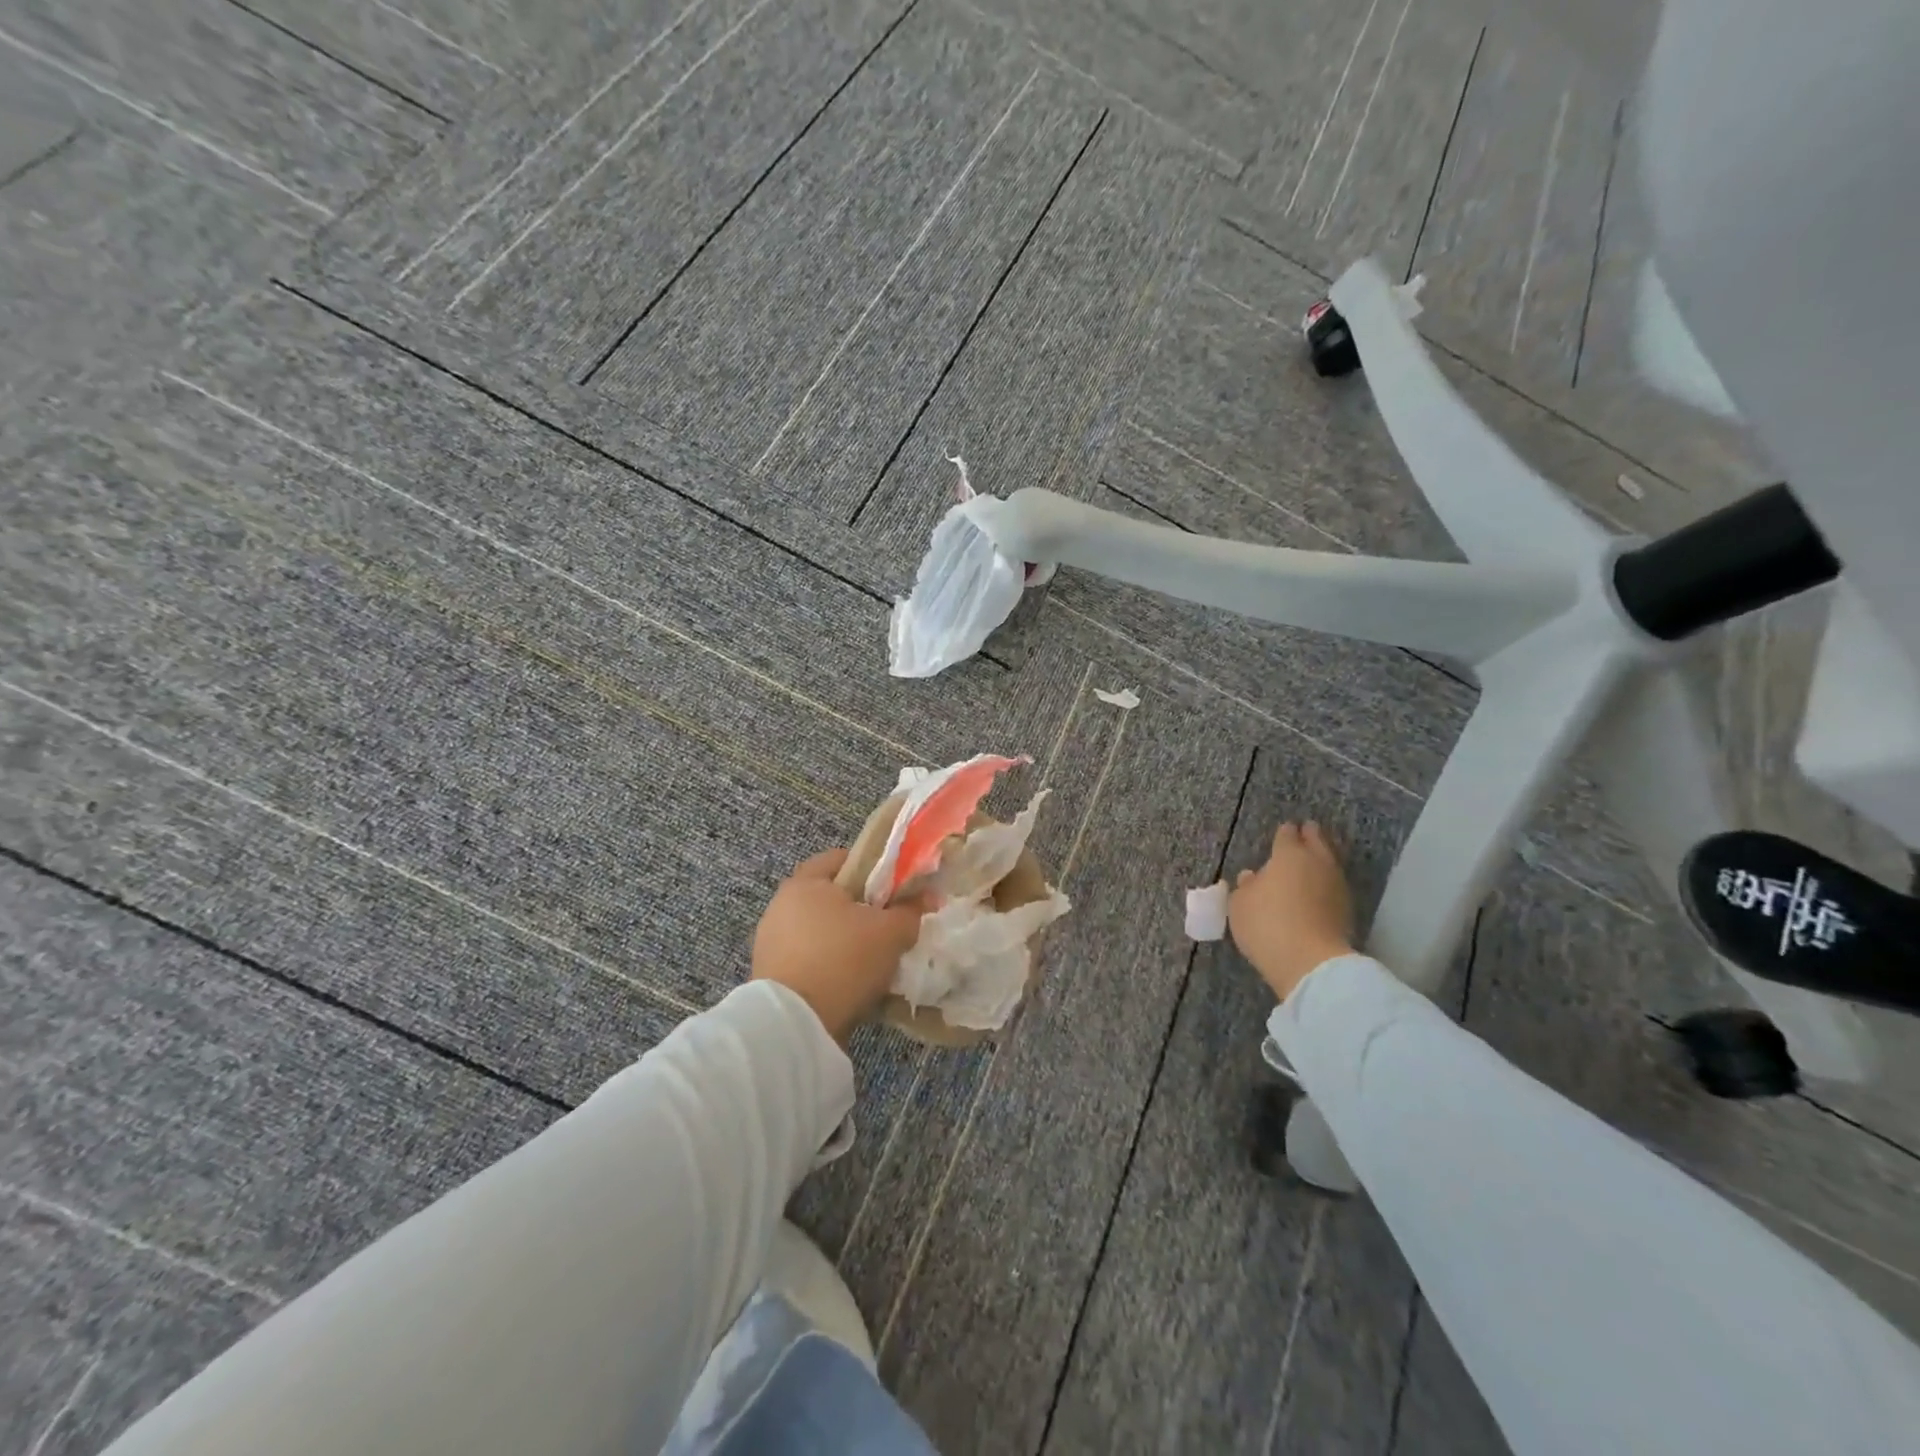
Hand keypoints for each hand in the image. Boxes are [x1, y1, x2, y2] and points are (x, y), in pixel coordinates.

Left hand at [751, 849, 928, 1043]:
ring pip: (820, 932)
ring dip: (844, 941)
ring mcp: (771, 942)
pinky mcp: (770, 975)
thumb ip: (910, 911)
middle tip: (889, 925)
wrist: (795, 1024)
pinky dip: (829, 966)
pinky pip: (809, 960)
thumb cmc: (843, 960)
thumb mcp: (890, 933)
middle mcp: (782, 906)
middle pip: (830, 897)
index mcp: (805, 883)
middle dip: (860, 910)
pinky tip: (851, 983)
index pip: (840, 859)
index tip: (894, 888)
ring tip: (874, 961)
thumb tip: (928, 896)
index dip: (871, 869)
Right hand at [1228, 821, 1355, 1001]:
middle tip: (1306, 831)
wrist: (1310, 962)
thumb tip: (1252, 876)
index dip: (1284, 832)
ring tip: (1312, 862)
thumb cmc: (1266, 924)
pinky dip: (1326, 884)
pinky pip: (1334, 886)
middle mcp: (1317, 863)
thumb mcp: (1240, 904)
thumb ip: (1246, 886)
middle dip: (1311, 836)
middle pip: (1317, 842)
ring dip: (1321, 860)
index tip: (1284, 830)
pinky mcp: (1347, 910)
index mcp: (1288, 855)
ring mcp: (1336, 886)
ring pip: (1330, 863)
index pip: (1287, 835)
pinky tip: (1317, 890)